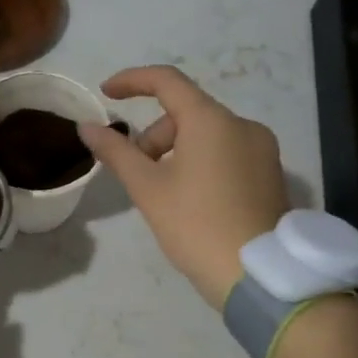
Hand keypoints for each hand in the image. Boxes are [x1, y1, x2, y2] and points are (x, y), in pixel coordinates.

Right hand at [78, 65, 288, 310]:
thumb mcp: (147, 188)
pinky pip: (226, 153)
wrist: (257, 276)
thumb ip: (115, 151)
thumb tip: (87, 126)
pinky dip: (201, 163)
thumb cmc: (195, 225)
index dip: (132, 81)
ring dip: (176, 151)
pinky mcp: (271, 174)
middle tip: (136, 173)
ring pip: (207, 135)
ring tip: (163, 194)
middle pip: (186, 113)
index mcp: (212, 120)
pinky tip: (191, 201)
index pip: (167, 81)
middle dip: (153, 136)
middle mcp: (242, 125)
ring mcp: (262, 149)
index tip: (106, 93)